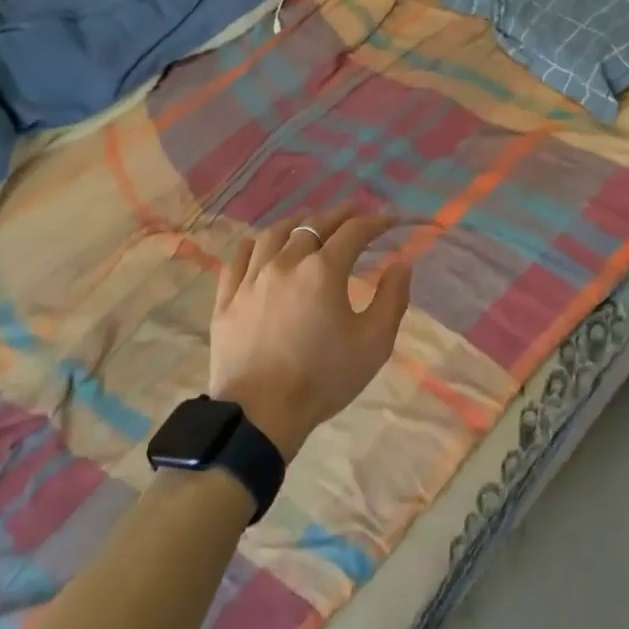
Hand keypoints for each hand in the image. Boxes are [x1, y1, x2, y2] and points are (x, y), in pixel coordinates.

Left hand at [209, 206, 411, 460]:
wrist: (260, 415)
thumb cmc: (323, 378)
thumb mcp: (374, 343)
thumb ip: (392, 298)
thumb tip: (402, 264)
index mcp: (323, 270)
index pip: (354, 232)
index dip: (375, 222)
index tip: (390, 221)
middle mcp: (286, 262)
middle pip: (314, 225)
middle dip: (339, 215)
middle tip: (354, 213)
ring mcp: (251, 278)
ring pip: (274, 234)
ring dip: (297, 223)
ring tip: (308, 222)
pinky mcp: (227, 298)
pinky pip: (239, 258)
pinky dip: (256, 244)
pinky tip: (262, 246)